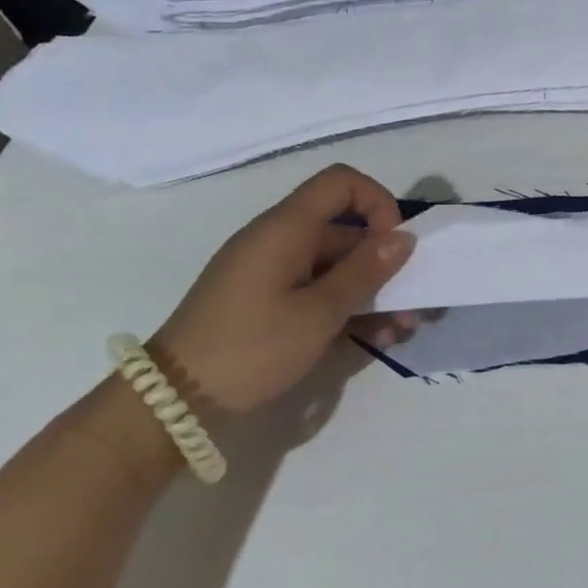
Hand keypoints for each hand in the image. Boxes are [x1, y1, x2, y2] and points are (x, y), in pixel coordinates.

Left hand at [151, 165, 416, 414]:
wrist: (173, 403)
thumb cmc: (251, 348)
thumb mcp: (319, 312)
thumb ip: (365, 271)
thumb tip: (404, 237)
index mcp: (287, 228)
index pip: (342, 183)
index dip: (378, 203)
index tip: (394, 246)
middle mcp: (281, 241)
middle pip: (347, 231)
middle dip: (386, 265)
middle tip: (414, 305)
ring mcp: (273, 273)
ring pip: (339, 267)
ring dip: (375, 294)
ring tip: (400, 332)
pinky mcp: (269, 301)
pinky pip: (319, 290)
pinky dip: (349, 309)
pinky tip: (375, 340)